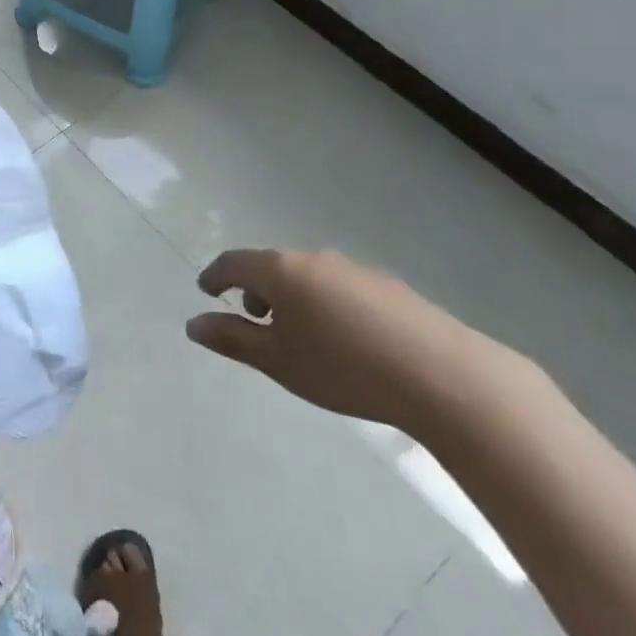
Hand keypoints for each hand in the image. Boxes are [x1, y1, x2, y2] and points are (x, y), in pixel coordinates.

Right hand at [185, 249, 523, 435]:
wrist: (442, 375)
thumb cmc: (344, 368)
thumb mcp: (278, 361)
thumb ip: (233, 339)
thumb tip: (193, 324)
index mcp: (281, 271)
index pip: (234, 262)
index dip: (215, 275)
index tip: (205, 289)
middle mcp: (314, 259)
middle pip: (272, 266)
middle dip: (256, 289)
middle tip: (252, 318)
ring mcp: (355, 270)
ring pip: (308, 276)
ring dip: (292, 297)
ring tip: (297, 334)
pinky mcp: (388, 288)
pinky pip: (339, 288)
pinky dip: (325, 304)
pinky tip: (342, 340)